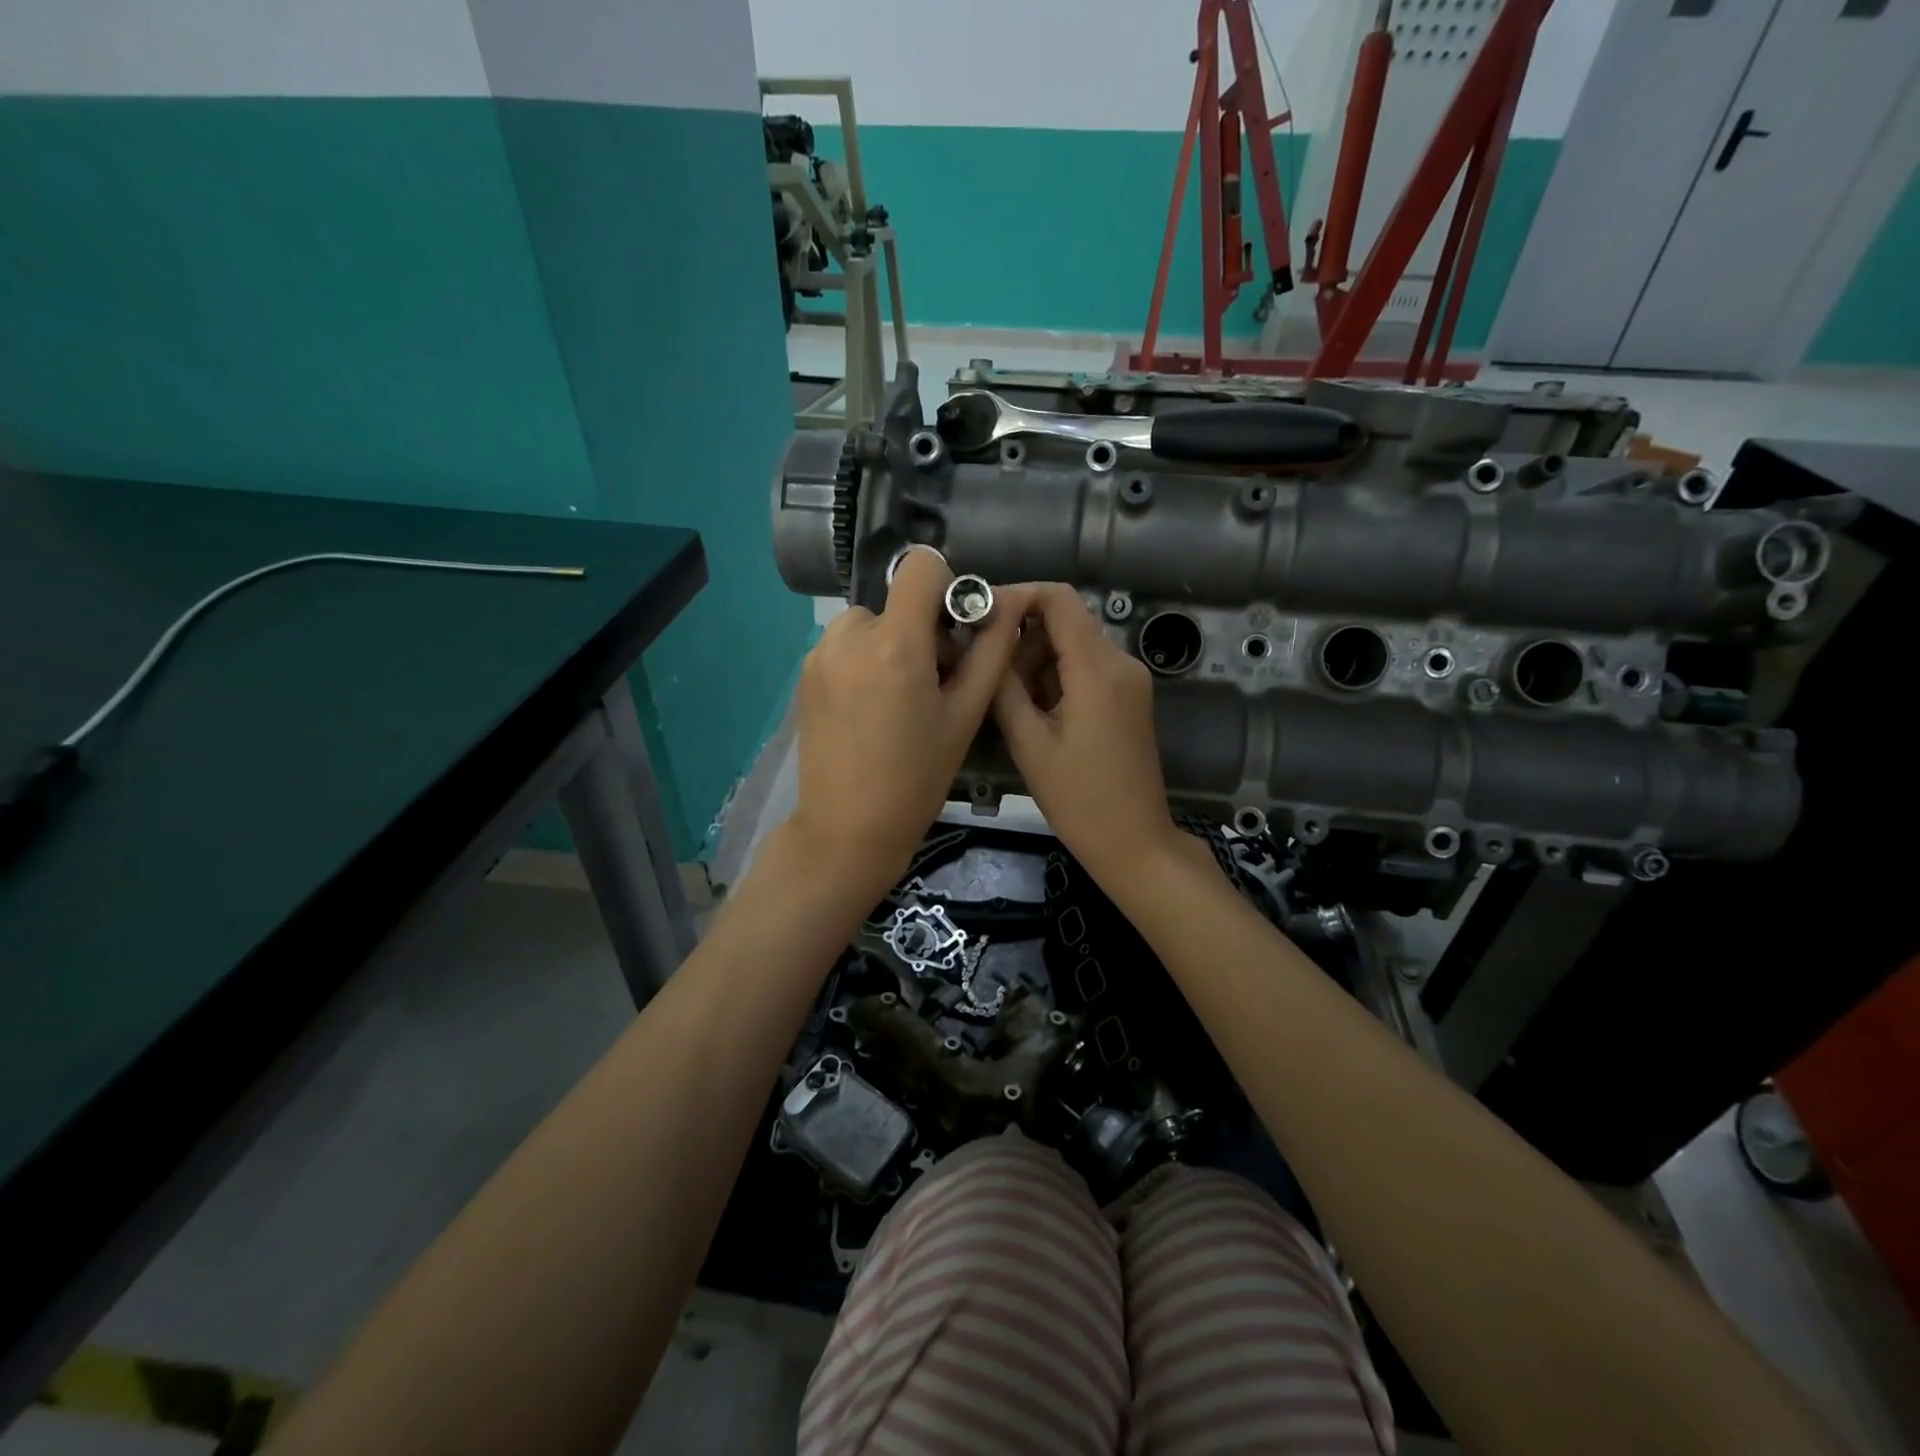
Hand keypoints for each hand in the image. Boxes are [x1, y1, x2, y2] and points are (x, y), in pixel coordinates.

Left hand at [789, 549, 1031, 903]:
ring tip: (900, 698)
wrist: (847, 829)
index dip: (947, 586)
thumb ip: (990, 652)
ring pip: (869, 623)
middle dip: (922, 629)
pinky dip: (864, 660)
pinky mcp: (805, 674)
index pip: (921, 565)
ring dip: (891, 644)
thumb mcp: (965, 717)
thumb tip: (1008, 604)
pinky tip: (871, 709)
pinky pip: (845, 645)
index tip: (955, 630)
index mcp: (895, 645)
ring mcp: (820, 655)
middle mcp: (849, 637)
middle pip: (898, 601)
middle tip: (935, 683)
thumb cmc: (917, 779)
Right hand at [991, 584, 1186, 889]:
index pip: (1059, 598)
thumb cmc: (1078, 798)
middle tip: (987, 672)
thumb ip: (1005, 686)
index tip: (981, 616)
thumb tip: (987, 644)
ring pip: (1074, 645)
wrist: (1133, 841)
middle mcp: (1121, 662)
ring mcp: (1130, 681)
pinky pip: (1087, 668)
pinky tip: (1035, 712)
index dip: (1018, 595)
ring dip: (1037, 661)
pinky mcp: (1129, 698)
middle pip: (1066, 621)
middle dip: (1022, 637)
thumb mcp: (1029, 743)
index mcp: (1098, 669)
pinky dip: (1057, 678)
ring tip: (1008, 701)